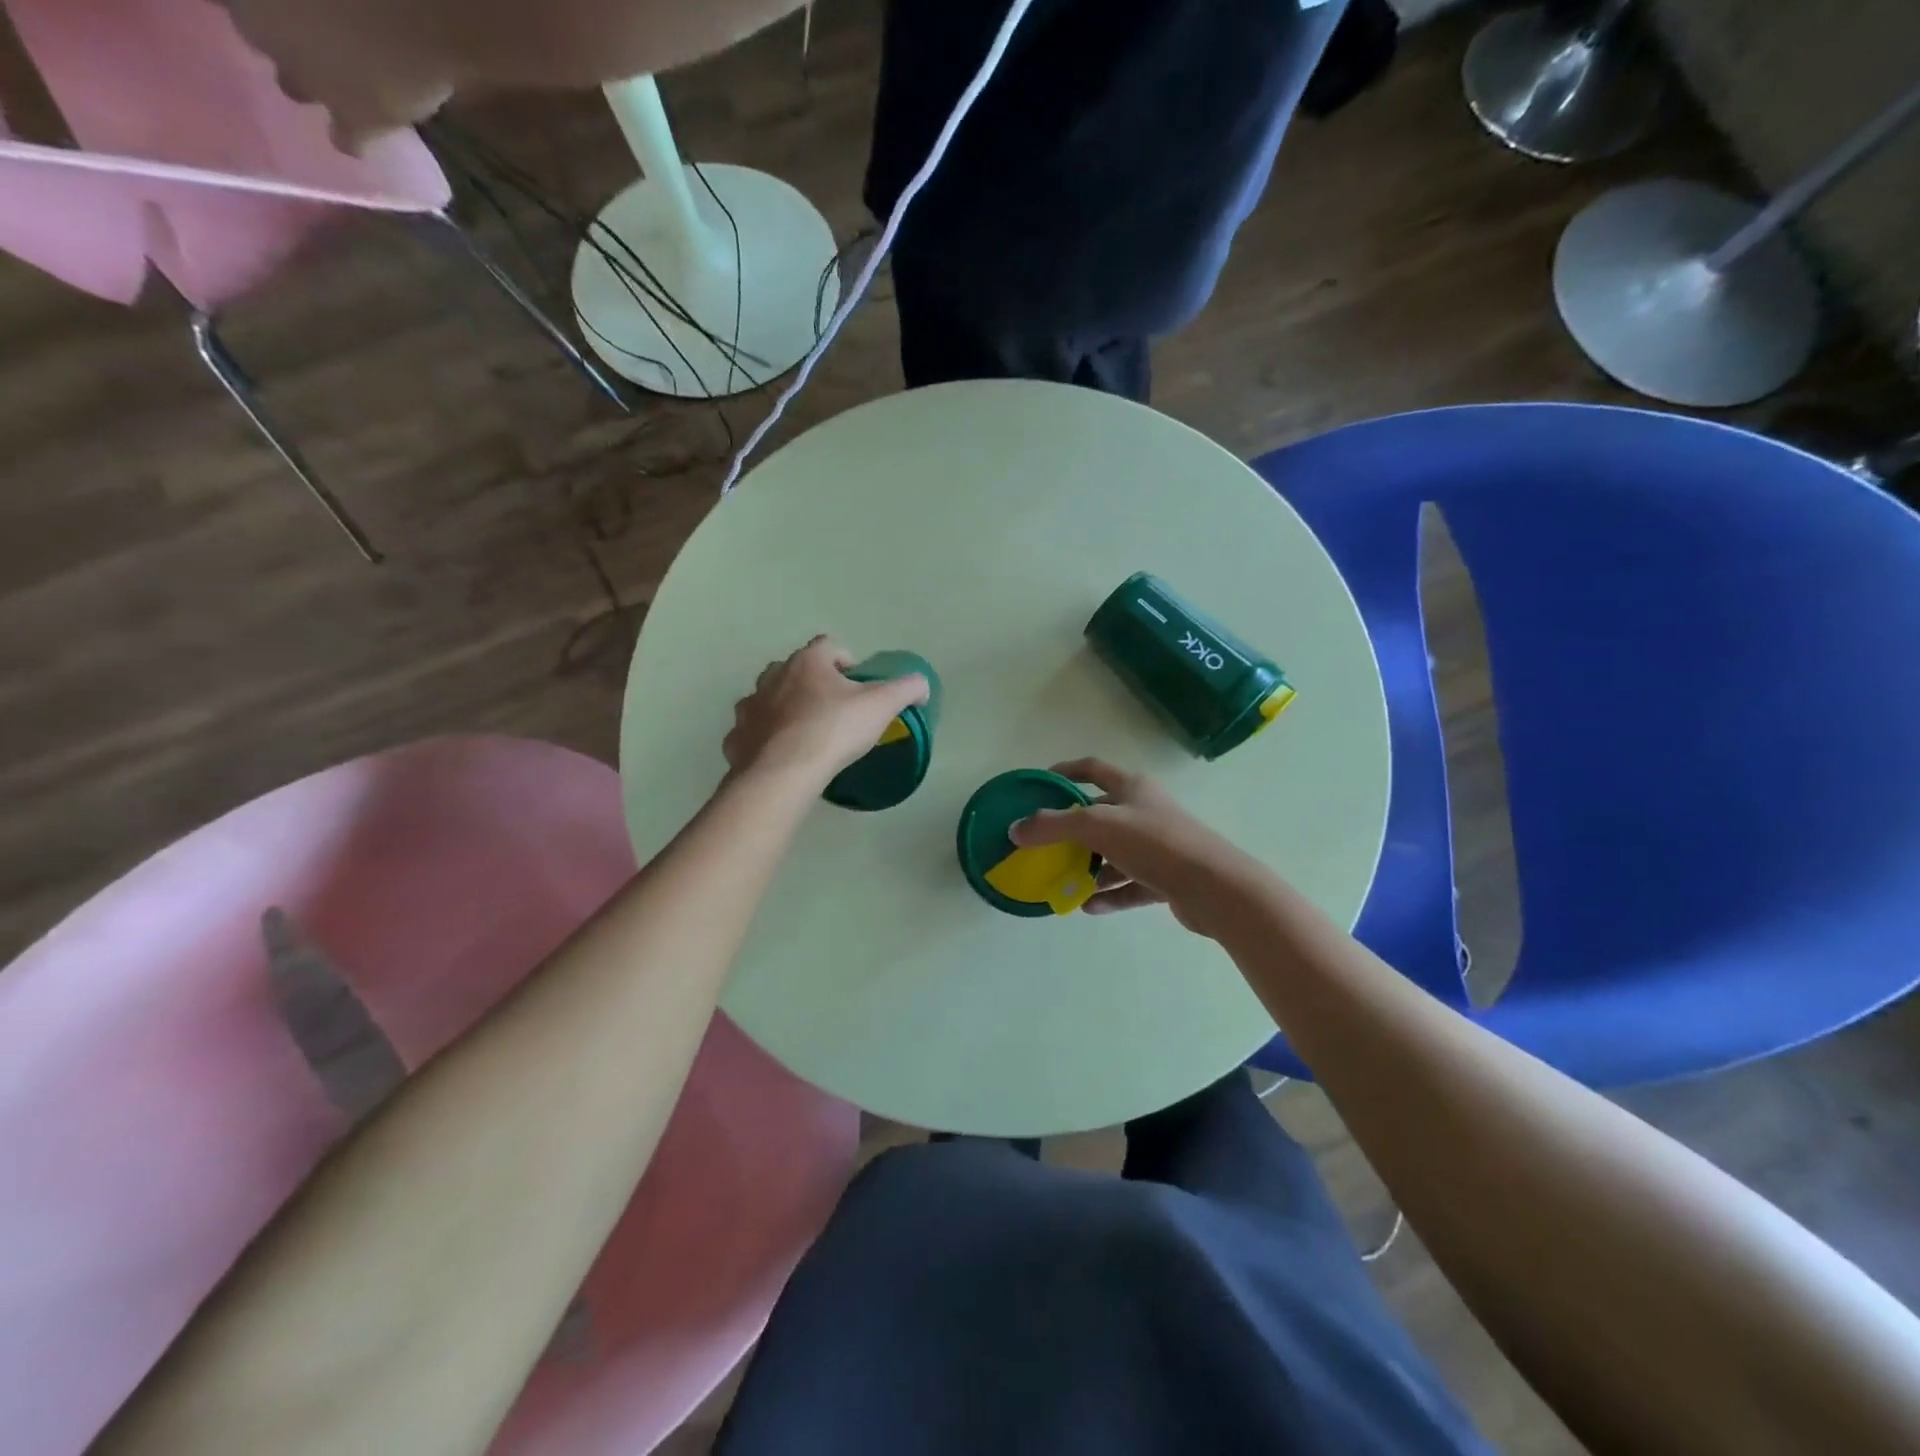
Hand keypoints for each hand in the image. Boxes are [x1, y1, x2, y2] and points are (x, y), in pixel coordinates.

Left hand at [724, 636, 929, 789]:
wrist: (784, 772)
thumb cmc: (834, 730)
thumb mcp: (882, 706)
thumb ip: (906, 689)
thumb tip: (922, 686)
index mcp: (807, 662)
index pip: (828, 646)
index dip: (845, 661)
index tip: (857, 684)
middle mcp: (773, 676)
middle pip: (794, 670)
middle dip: (812, 683)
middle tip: (832, 709)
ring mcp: (750, 707)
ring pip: (768, 699)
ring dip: (784, 709)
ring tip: (805, 734)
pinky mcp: (737, 737)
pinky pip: (752, 732)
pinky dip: (764, 739)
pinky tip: (781, 756)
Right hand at [1009, 759, 1262, 937]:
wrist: (1215, 888)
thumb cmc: (1155, 844)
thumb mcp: (1097, 827)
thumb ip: (1053, 826)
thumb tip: (1016, 830)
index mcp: (1132, 787)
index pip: (1092, 769)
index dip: (1064, 771)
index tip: (1039, 784)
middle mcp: (1145, 811)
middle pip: (1100, 814)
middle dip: (1071, 829)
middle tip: (1043, 843)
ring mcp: (1158, 847)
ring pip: (1114, 853)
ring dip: (1089, 866)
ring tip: (1061, 880)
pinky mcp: (1166, 879)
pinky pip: (1129, 885)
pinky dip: (1108, 894)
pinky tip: (1087, 906)